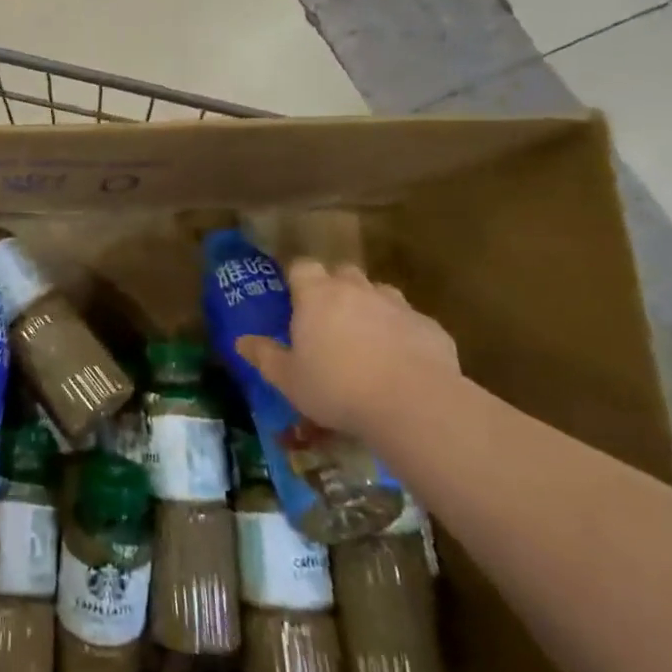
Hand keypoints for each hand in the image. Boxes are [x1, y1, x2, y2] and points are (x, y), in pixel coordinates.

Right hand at [235, 261, 457, 438]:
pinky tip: (401, 360)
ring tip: (366, 337)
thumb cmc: (338, 388)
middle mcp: (356, 290)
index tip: (292, 296)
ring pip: (379, 293)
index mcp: (317, 295)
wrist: (415, 404)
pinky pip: (410, 321)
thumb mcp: (289, 379)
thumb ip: (264, 356)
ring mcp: (397, 306)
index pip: (302, 266)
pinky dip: (402, 332)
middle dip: (335, 287)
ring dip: (370, 306)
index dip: (296, 277)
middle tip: (327, 317)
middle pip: (342, 272)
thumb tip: (241, 341)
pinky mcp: (431, 327)